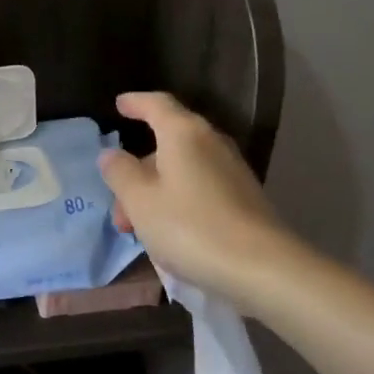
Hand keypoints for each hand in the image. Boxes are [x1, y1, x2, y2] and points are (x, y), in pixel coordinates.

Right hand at [98, 92, 302, 295]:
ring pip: (183, 171)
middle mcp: (211, 143)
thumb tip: (110, 154)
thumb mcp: (140, 201)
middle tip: (118, 204)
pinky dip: (178, 202)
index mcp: (184, 133)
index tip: (119, 104)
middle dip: (138, 170)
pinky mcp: (244, 199)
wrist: (264, 270)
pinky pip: (200, 189)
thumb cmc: (191, 227)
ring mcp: (232, 171)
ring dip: (155, 192)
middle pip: (168, 143)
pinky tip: (169, 234)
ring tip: (137, 228)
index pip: (157, 104)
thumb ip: (120, 172)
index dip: (135, 103)